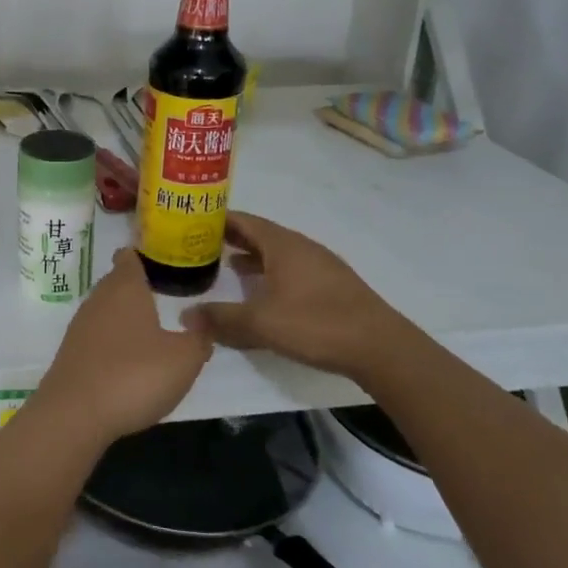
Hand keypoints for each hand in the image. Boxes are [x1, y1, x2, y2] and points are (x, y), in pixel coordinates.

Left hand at [31, 248, 214, 446]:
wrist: (75, 413)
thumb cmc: (135, 375)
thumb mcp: (184, 359)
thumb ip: (199, 338)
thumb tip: (202, 321)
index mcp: (125, 288)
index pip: (129, 257)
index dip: (143, 254)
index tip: (159, 259)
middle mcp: (99, 298)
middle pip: (116, 282)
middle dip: (136, 286)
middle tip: (162, 293)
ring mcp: (80, 325)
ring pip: (105, 308)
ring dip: (123, 314)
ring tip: (148, 326)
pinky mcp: (71, 352)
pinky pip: (96, 335)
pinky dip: (111, 339)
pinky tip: (126, 357)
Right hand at [184, 210, 433, 379]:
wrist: (380, 348)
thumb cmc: (316, 324)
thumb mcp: (261, 323)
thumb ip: (222, 318)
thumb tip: (186, 315)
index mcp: (283, 245)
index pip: (244, 220)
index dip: (218, 219)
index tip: (192, 221)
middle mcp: (301, 247)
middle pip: (260, 234)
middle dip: (232, 237)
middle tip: (201, 244)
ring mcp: (320, 265)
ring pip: (277, 252)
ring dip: (252, 256)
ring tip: (226, 265)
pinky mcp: (331, 285)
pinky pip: (291, 268)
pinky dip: (270, 272)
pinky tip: (263, 291)